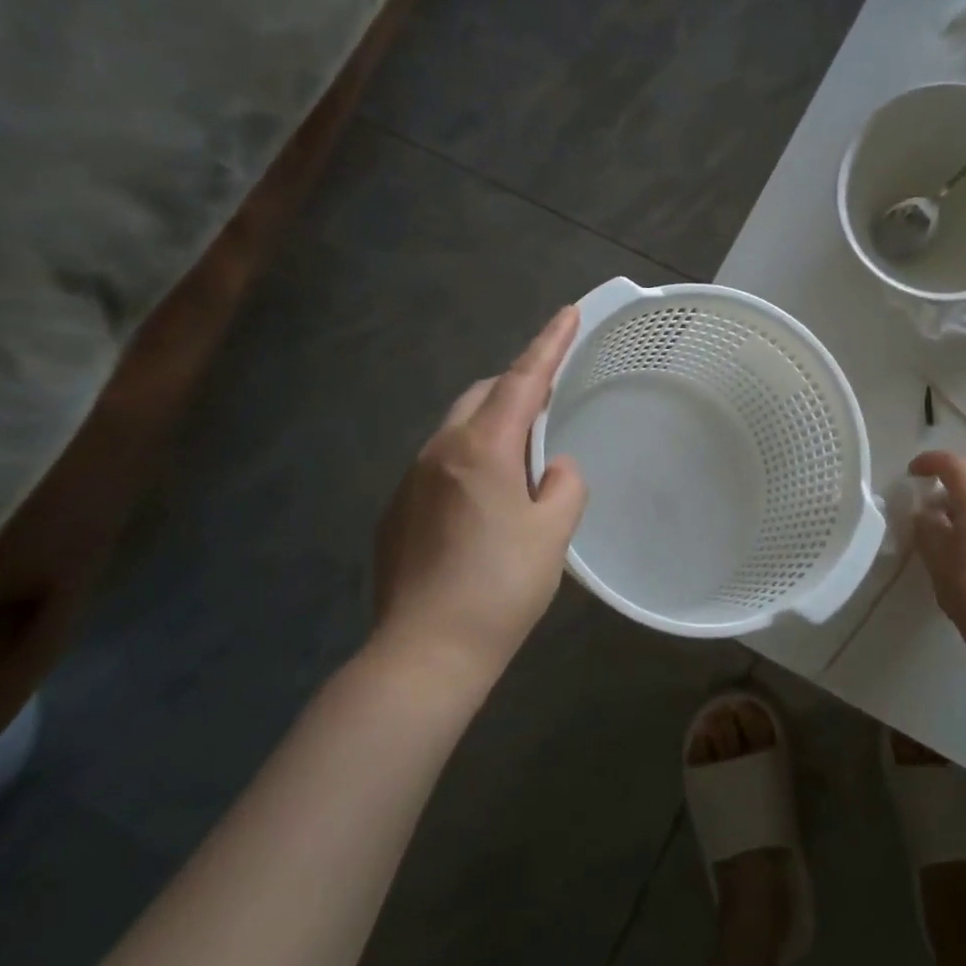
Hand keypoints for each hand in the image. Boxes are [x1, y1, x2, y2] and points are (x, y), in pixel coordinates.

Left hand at [369, 307, 587, 690]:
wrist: (425, 653)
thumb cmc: (500, 587)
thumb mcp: (553, 533)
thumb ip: (564, 485)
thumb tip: (554, 468)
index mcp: (482, 448)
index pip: (522, 380)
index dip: (549, 344)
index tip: (568, 312)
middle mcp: (440, 451)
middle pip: (482, 395)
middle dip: (517, 384)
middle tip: (550, 398)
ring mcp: (411, 480)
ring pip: (458, 429)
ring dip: (492, 425)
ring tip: (523, 456)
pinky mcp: (397, 511)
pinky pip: (441, 464)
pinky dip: (470, 460)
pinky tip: (485, 502)